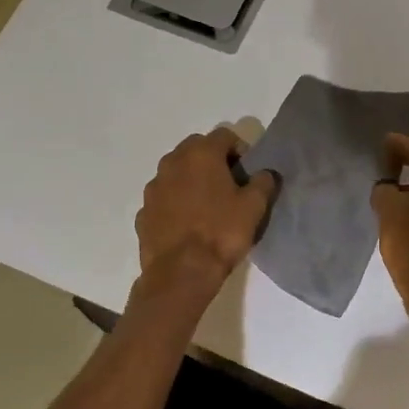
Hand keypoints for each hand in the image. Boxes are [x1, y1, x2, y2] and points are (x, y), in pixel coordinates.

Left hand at [135, 126, 278, 289]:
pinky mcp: (143, 212)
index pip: (224, 135)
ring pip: (176, 172)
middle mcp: (172, 163)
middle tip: (228, 183)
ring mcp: (153, 187)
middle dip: (212, 159)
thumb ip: (263, 182)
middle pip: (196, 148)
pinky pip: (163, 197)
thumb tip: (265, 173)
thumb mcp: (254, 206)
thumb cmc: (221, 232)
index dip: (239, 148)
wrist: (181, 273)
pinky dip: (175, 202)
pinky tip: (188, 223)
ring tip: (207, 204)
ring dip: (191, 179)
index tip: (247, 170)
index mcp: (201, 154)